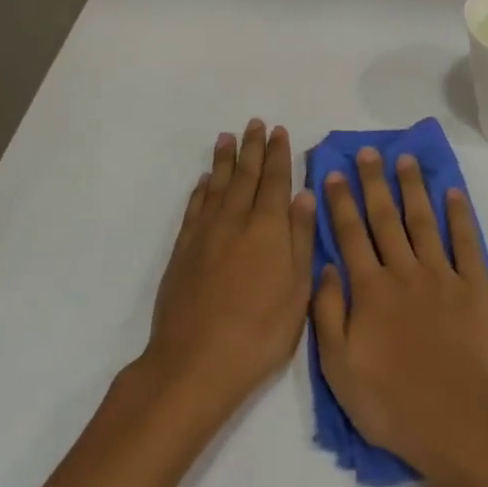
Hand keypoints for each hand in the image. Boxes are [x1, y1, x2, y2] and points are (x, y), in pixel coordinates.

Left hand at [144, 120, 314, 417]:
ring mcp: (206, 234)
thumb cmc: (260, 331)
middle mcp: (236, 221)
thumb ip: (301, 239)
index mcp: (269, 228)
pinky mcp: (183, 250)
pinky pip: (194, 207)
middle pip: (246, 175)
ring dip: (224, 160)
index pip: (276, 180)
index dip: (278, 154)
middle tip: (255, 123)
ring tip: (227, 137)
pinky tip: (204, 181)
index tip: (279, 131)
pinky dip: (201, 189)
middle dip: (252, 148)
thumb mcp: (297, 290)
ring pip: (217, 185)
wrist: (195, 362)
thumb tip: (304, 196)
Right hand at [312, 148, 487, 486]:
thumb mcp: (339, 369)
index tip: (334, 173)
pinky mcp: (476, 286)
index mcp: (370, 291)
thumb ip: (329, 314)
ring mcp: (443, 276)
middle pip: (385, 219)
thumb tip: (325, 267)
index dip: (340, 203)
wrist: (461, 421)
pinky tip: (453, 193)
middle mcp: (404, 272)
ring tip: (405, 160)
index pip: (350, 236)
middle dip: (374, 183)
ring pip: (423, 221)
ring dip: (413, 188)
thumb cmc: (393, 403)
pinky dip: (459, 215)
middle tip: (367, 152)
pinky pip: (466, 242)